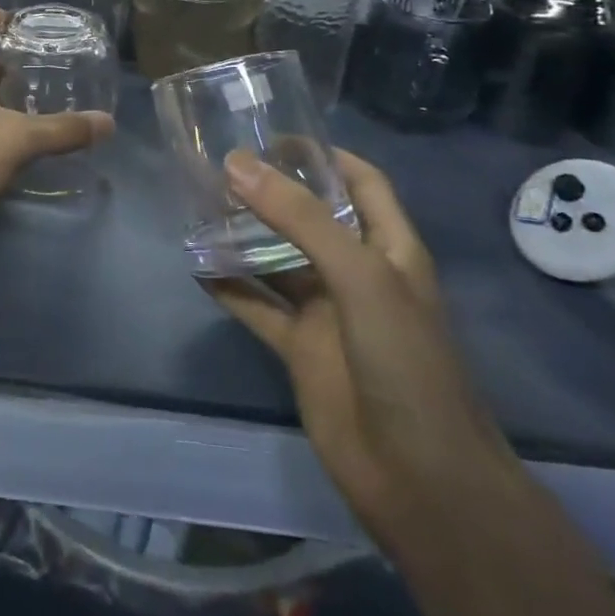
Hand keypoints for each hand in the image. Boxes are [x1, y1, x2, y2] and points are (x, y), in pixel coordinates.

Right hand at [205, 149, 512, 536]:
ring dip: (243, 236)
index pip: (361, 182)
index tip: (273, 136)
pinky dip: (228, 287)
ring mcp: (326, 312)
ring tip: (197, 206)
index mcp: (389, 247)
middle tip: (218, 166)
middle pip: (311, 217)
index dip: (324, 155)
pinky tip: (194, 267)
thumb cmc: (405, 361)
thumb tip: (236, 164)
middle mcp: (356, 272)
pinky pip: (256, 307)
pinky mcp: (298, 349)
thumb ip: (299, 218)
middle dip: (272, 191)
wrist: (420, 479)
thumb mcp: (359, 275)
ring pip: (277, 260)